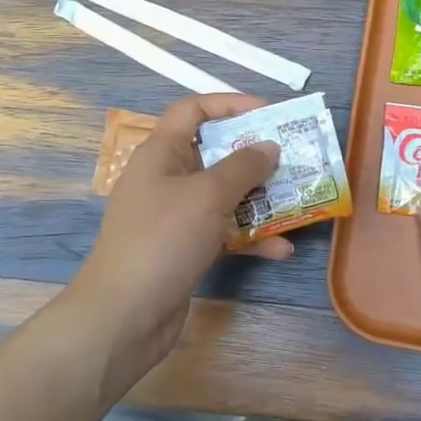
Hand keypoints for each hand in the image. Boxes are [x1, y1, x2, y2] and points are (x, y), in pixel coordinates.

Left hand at [72, 94, 286, 373]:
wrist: (124, 316)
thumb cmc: (163, 239)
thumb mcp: (208, 195)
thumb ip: (243, 167)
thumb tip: (269, 146)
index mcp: (162, 153)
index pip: (194, 110)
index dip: (231, 104)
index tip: (270, 113)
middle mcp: (166, 179)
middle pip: (215, 154)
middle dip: (255, 157)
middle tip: (293, 159)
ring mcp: (175, 216)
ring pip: (223, 196)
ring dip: (259, 200)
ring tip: (297, 203)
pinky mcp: (184, 249)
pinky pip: (223, 233)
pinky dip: (249, 239)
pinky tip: (280, 250)